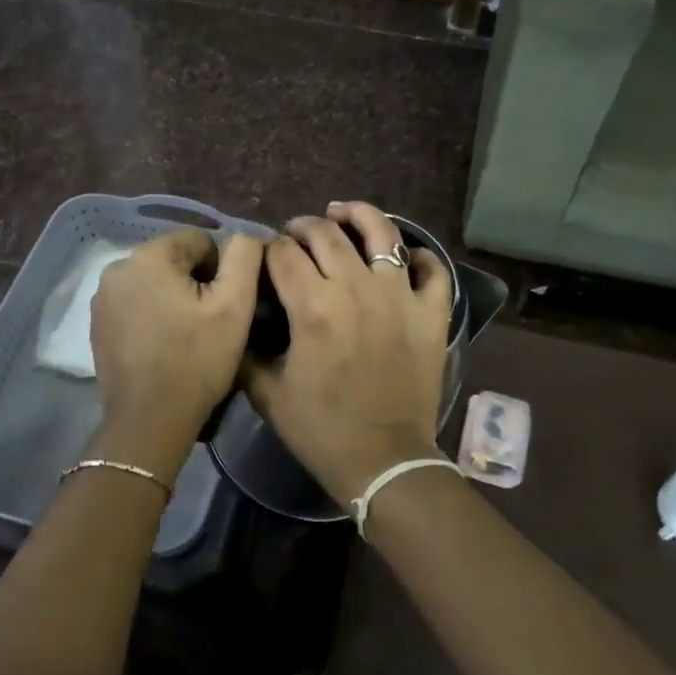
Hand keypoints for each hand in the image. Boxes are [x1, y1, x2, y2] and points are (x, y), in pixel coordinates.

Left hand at [89, 228, 262, 479]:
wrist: (150, 421)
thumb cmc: (197, 360)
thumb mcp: (235, 305)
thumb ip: (244, 257)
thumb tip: (245, 237)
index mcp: (148, 256)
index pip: (199, 240)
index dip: (221, 269)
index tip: (225, 305)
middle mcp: (117, 268)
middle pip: (173, 260)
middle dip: (195, 283)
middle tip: (210, 322)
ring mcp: (102, 298)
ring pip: (154, 282)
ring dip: (173, 299)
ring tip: (188, 335)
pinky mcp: (98, 325)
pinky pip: (136, 305)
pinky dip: (153, 316)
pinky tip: (164, 345)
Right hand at [246, 203, 452, 505]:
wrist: (384, 461)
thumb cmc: (322, 430)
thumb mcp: (267, 393)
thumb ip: (248, 351)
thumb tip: (243, 319)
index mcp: (312, 307)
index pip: (282, 253)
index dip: (269, 248)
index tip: (266, 254)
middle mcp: (356, 288)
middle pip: (325, 234)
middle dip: (303, 226)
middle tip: (296, 234)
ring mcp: (399, 296)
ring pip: (382, 233)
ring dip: (359, 215)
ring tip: (344, 213)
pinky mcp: (431, 312)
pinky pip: (432, 269)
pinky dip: (420, 256)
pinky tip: (405, 256)